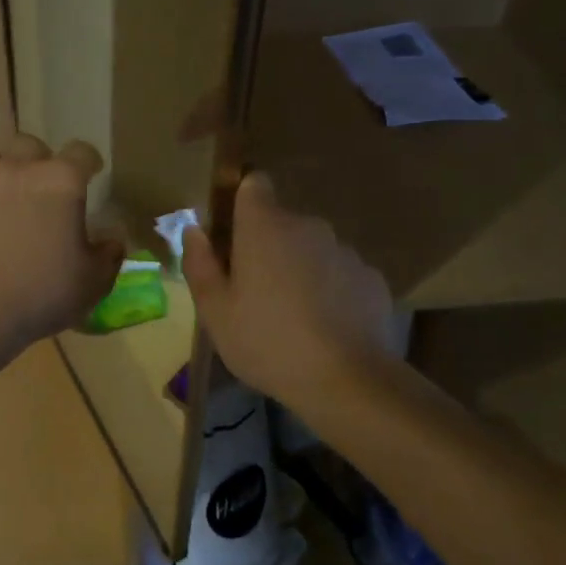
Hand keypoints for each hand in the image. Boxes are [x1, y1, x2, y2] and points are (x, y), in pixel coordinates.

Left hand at [0, 134, 123, 361]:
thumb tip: (114, 236)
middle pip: (29, 144)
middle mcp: (16, 169)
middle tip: (40, 186)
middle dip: (38, 159)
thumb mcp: (92, 282)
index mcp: (60, 182)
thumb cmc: (39, 294)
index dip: (88, 161)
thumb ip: (108, 253)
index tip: (91, 173)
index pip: (82, 152)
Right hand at [182, 172, 393, 414]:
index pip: (254, 183)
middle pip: (282, 222)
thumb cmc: (267, 342)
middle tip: (256, 291)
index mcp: (264, 226)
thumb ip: (200, 264)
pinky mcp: (371, 277)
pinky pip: (340, 273)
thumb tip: (194, 231)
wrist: (347, 381)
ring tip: (294, 315)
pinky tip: (327, 326)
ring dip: (301, 267)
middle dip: (268, 246)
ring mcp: (344, 250)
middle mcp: (308, 225)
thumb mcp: (215, 311)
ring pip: (312, 248)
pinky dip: (331, 289)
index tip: (234, 233)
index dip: (243, 201)